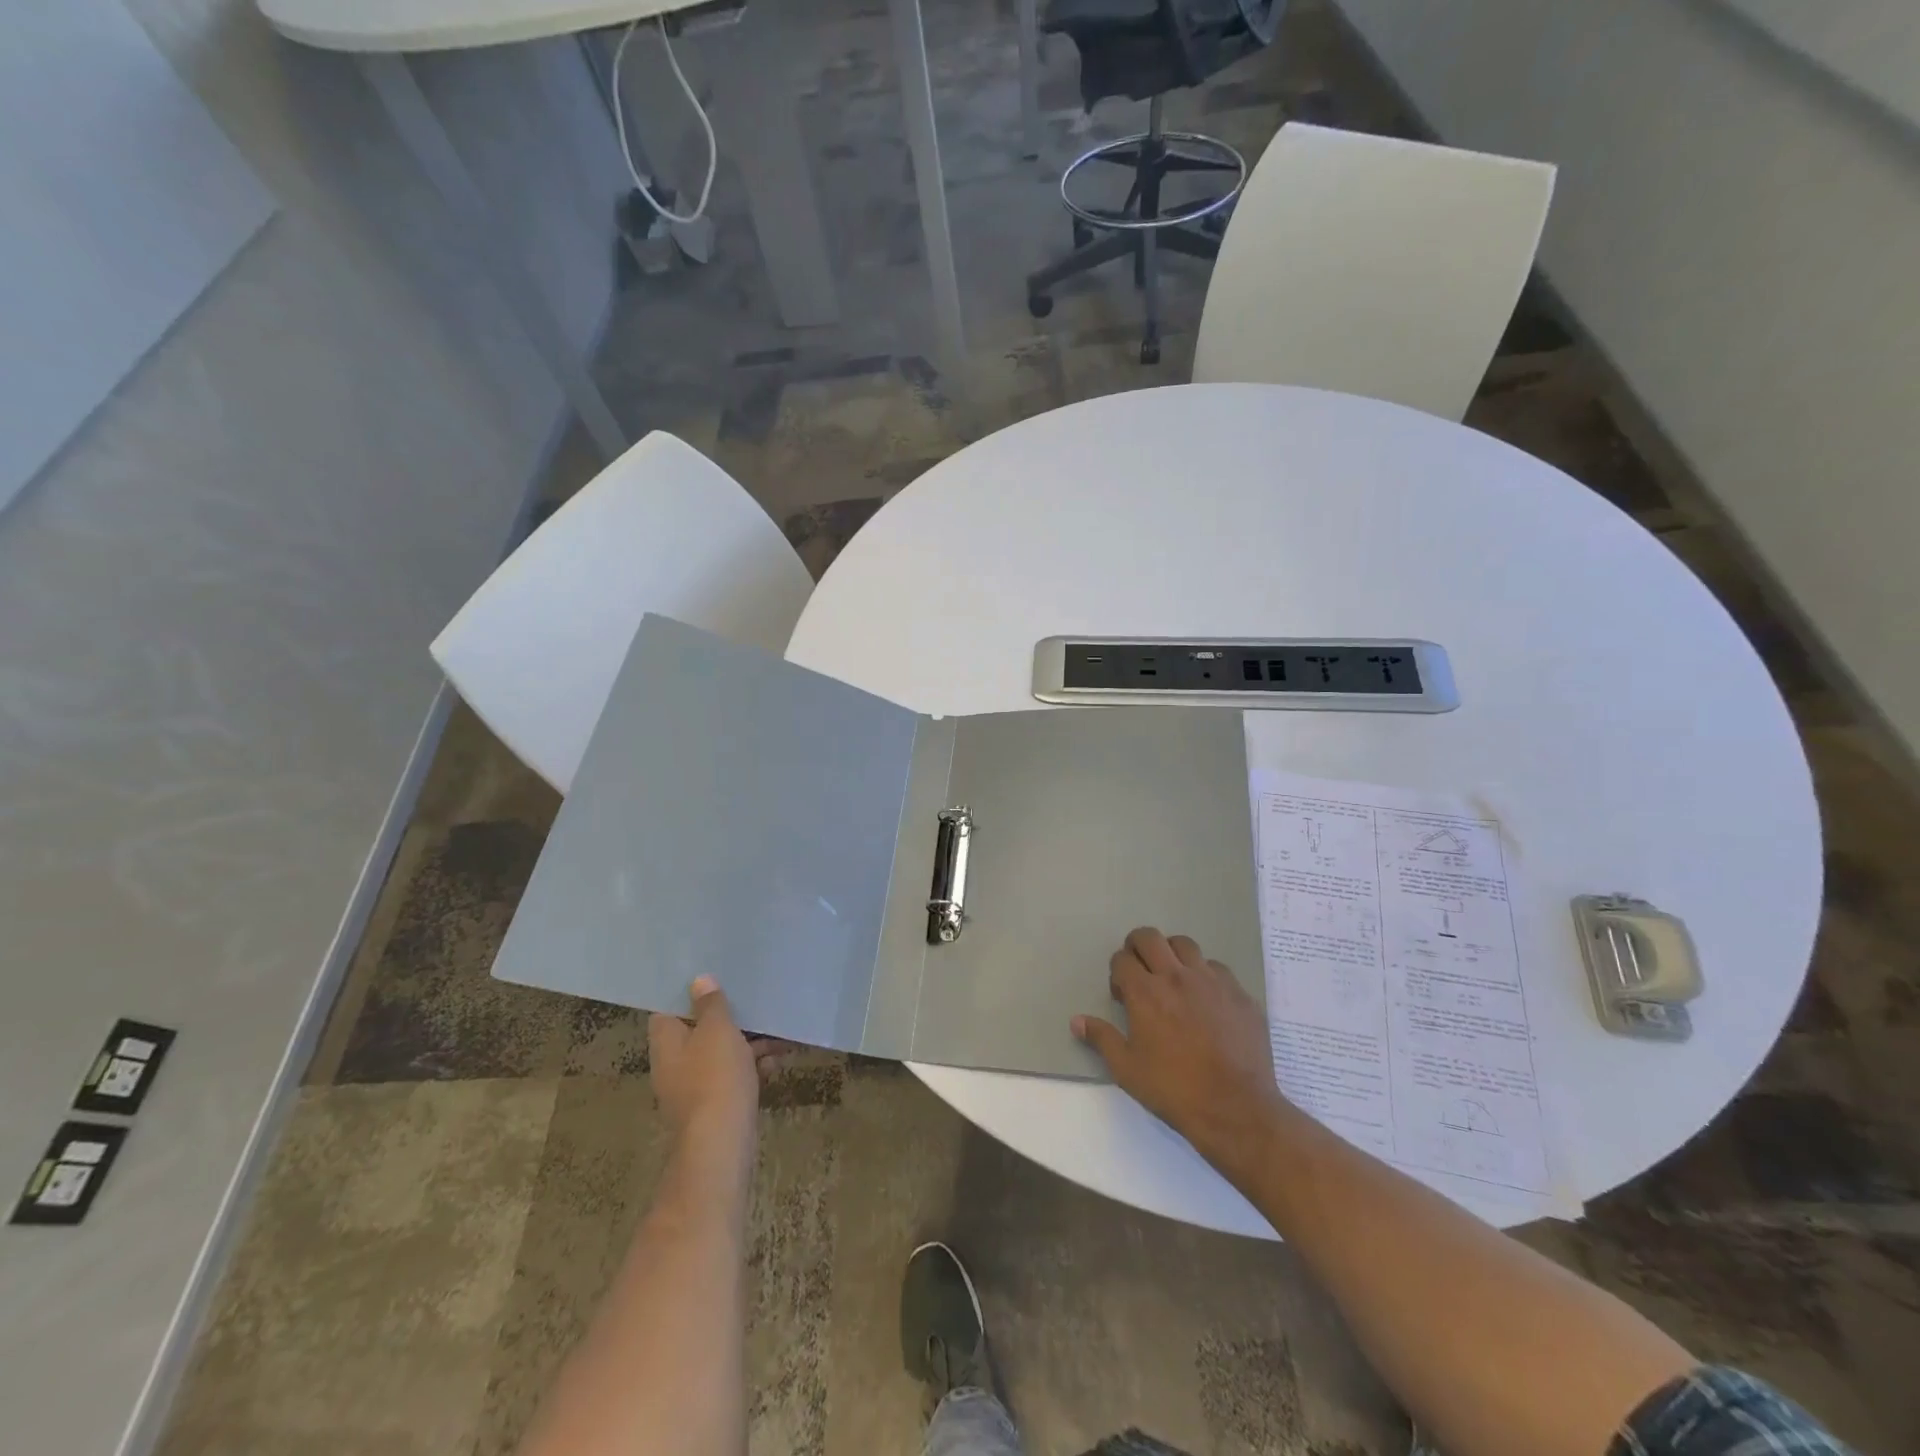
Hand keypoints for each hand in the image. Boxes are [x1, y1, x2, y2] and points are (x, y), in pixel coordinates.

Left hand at [649, 976, 792, 1144]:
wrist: (721, 1144)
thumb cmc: (715, 1077)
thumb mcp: (717, 1031)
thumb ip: (710, 1004)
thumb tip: (699, 981)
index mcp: (667, 1042)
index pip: (668, 1009)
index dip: (688, 993)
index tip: (712, 975)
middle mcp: (674, 1064)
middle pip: (699, 1030)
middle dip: (728, 1017)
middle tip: (752, 998)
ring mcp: (693, 1087)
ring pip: (720, 1053)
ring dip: (747, 1041)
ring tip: (778, 1029)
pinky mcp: (714, 1105)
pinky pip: (732, 1076)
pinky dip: (752, 1067)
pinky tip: (778, 1061)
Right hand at [1073, 928, 1296, 1177]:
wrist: (1235, 1108)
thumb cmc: (1174, 1090)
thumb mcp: (1127, 1069)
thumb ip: (1101, 1038)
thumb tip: (1077, 1021)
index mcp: (1145, 993)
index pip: (1122, 959)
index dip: (1117, 972)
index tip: (1122, 994)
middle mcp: (1176, 976)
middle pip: (1150, 937)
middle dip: (1138, 946)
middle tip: (1140, 970)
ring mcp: (1211, 981)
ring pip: (1185, 944)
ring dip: (1172, 954)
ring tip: (1173, 979)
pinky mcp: (1238, 993)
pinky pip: (1216, 968)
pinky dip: (1204, 974)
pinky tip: (1206, 999)